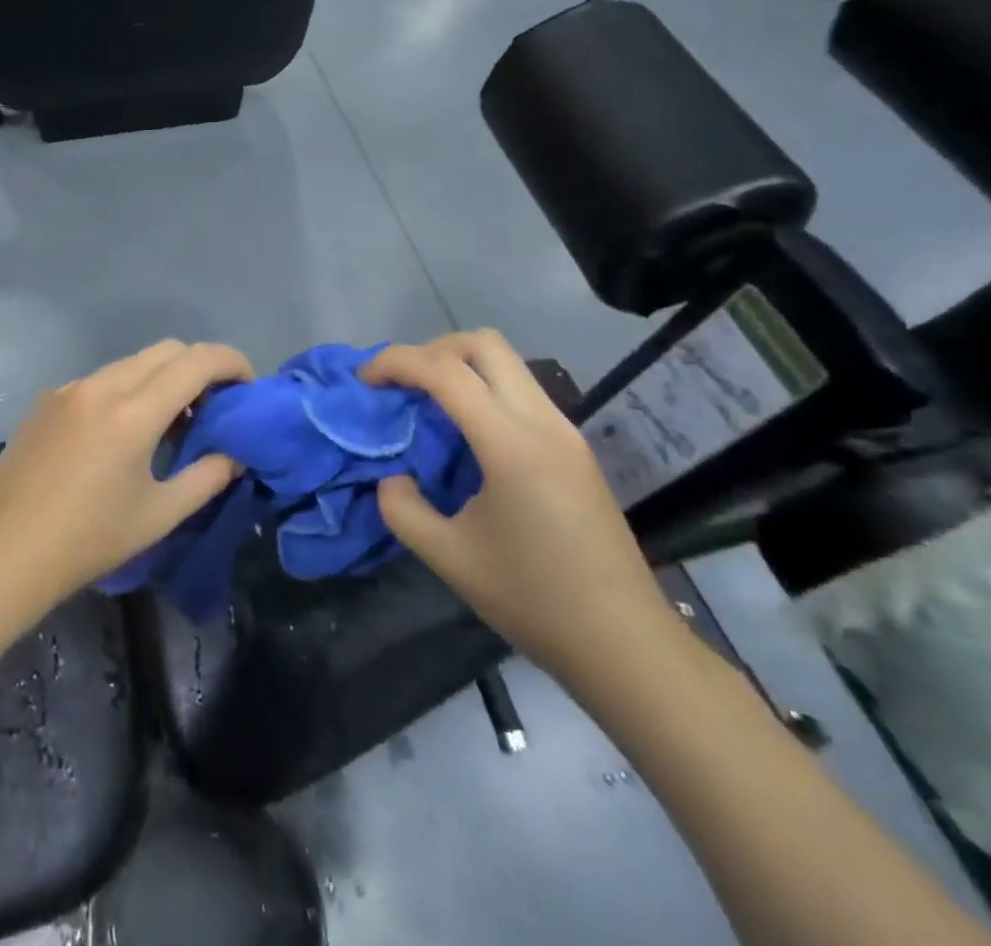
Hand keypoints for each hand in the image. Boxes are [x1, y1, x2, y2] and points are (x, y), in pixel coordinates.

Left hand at [0, 340, 254, 609]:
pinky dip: (127, 389)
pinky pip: (101, 379)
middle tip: (213, 408)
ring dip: (162, 378)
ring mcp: (69, 388)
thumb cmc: (88, 540)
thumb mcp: (159, 515)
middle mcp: (101, 386)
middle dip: (200, 367)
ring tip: (170, 423)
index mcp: (132, 412)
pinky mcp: (47, 399)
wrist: (4, 553)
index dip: (232, 363)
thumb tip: (234, 453)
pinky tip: (121, 433)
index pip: (197, 361)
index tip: (247, 387)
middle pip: (167, 350)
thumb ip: (207, 477)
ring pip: (132, 362)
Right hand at [365, 331, 678, 689]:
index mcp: (511, 443)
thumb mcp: (449, 558)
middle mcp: (542, 422)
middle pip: (484, 344)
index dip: (396, 362)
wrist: (627, 646)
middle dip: (431, 349)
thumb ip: (403, 508)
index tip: (364, 379)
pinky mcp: (574, 448)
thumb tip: (394, 478)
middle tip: (400, 384)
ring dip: (459, 366)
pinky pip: (521, 391)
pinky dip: (483, 390)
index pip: (445, 371)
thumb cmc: (534, 601)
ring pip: (507, 363)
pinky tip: (465, 433)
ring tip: (425, 404)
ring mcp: (565, 432)